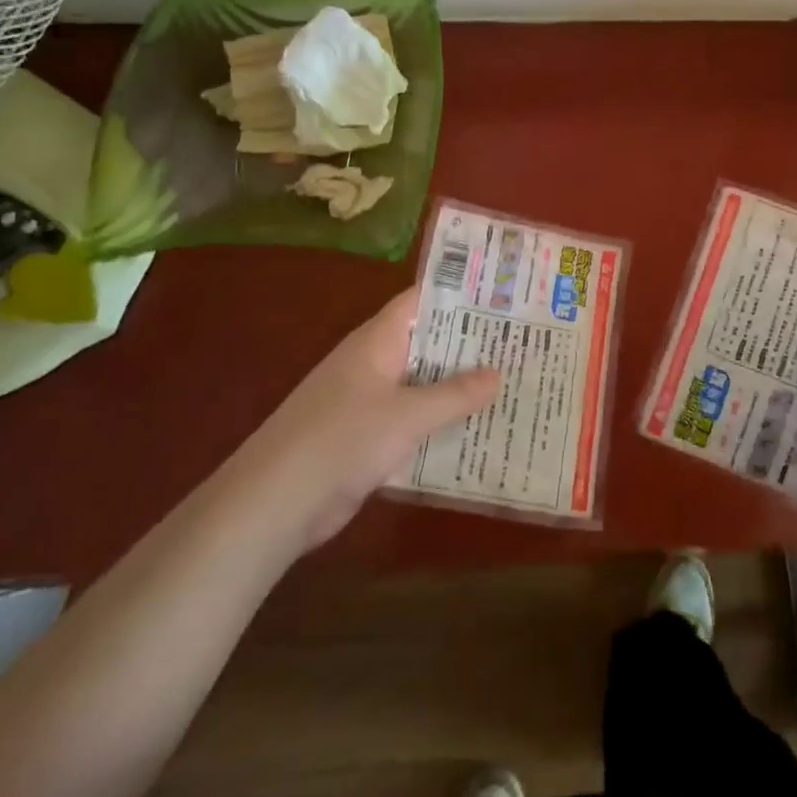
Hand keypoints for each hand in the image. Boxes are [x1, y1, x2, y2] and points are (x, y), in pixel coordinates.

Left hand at [245, 289, 499, 549]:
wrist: (277, 500)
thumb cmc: (343, 440)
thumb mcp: (408, 415)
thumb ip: (455, 394)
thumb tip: (497, 372)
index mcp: (377, 341)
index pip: (422, 302)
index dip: (460, 295)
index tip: (502, 296)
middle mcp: (373, 362)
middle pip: (426, 343)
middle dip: (468, 344)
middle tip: (520, 343)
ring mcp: (367, 400)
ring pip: (421, 383)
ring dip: (456, 386)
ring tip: (508, 383)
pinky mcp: (365, 436)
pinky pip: (411, 418)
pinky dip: (438, 421)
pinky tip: (473, 430)